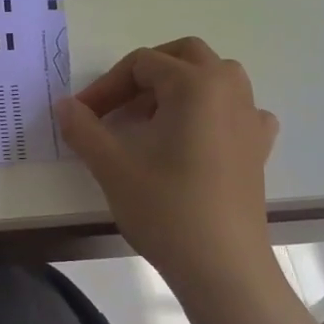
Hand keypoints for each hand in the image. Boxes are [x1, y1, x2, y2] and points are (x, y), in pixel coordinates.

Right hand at [55, 37, 285, 314]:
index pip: (142, 64)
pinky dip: (212, 111)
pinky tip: (195, 137)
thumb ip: (83, 128)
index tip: (82, 115)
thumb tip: (64, 105)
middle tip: (117, 103)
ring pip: (214, 78)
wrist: (222, 267)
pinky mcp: (258, 148)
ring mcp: (250, 119)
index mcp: (195, 84)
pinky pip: (236, 110)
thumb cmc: (166, 208)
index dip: (106, 86)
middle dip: (145, 72)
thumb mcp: (112, 165)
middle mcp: (229, 90)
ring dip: (178, 87)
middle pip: (184, 56)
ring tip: (150, 119)